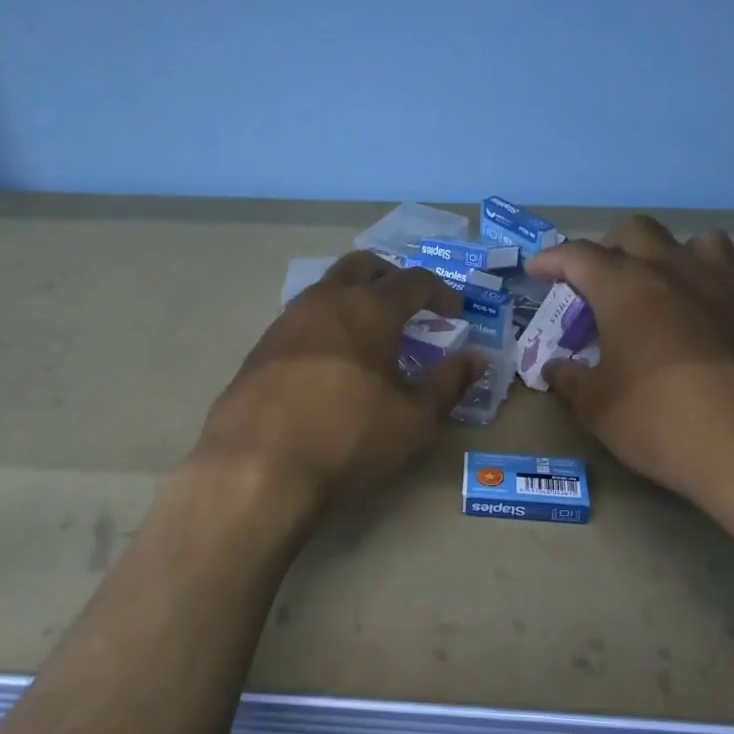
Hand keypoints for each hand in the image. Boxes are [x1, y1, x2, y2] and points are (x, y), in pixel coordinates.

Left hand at [194, 252, 483, 508]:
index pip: (414, 280)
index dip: (441, 292)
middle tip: (409, 306)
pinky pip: (301, 321)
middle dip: (391, 277)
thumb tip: (476, 358)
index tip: (454, 312)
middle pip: (362, 266)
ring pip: (326, 289)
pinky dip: (325, 327)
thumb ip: (448, 384)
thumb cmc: (349, 438)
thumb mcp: (414, 420)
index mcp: (369, 308)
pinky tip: (329, 364)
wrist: (257, 467)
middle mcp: (325, 301)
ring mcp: (286, 322)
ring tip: (369, 336)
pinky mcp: (259, 349)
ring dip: (353, 300)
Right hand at [529, 217, 733, 519]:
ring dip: (663, 255)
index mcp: (625, 287)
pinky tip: (689, 322)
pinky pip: (721, 275)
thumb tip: (557, 367)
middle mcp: (673, 271)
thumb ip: (571, 379)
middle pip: (635, 232)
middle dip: (607, 249)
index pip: (579, 255)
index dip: (552, 260)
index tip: (537, 271)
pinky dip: (697, 284)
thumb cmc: (660, 421)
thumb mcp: (597, 407)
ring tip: (651, 290)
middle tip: (593, 286)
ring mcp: (719, 287)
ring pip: (690, 241)